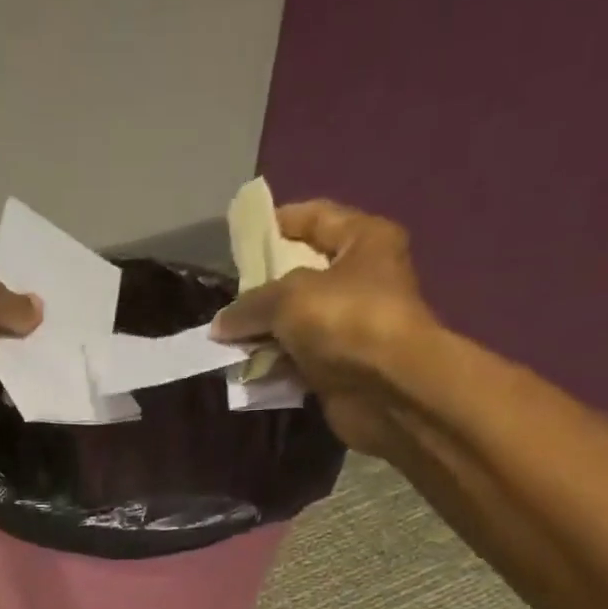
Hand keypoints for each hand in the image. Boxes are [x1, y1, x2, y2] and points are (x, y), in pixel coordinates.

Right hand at [209, 201, 437, 458]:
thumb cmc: (346, 320)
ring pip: (297, 324)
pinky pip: (298, 361)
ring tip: (228, 339)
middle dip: (264, 287)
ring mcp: (351, 328)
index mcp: (364, 240)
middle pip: (303, 275)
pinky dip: (275, 365)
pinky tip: (246, 370)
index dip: (280, 222)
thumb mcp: (288, 298)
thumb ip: (249, 305)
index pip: (317, 217)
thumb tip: (219, 325)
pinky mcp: (340, 369)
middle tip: (230, 296)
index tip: (242, 237)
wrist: (388, 390)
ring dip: (265, 333)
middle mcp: (362, 280)